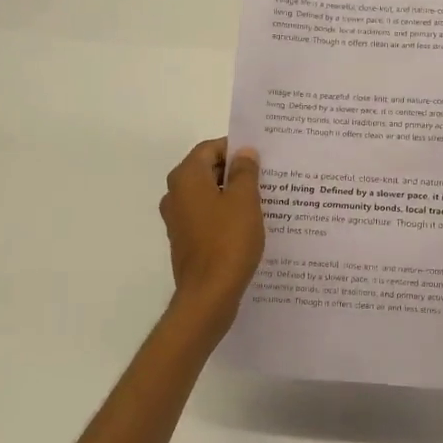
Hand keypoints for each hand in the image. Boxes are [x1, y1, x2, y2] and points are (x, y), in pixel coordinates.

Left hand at [159, 139, 264, 327]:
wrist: (209, 294)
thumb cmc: (228, 241)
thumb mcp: (245, 201)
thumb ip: (245, 172)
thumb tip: (244, 153)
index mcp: (186, 178)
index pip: (210, 148)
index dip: (235, 148)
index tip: (261, 156)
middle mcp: (176, 194)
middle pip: (207, 170)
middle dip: (236, 171)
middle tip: (267, 176)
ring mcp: (178, 219)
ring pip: (208, 195)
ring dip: (232, 194)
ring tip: (263, 200)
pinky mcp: (185, 240)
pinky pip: (207, 217)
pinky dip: (225, 215)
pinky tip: (249, 224)